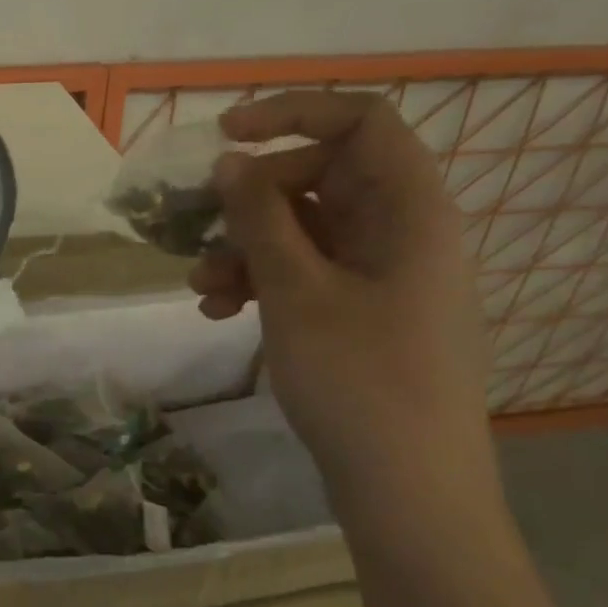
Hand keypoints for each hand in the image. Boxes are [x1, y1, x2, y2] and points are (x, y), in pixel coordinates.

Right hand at [189, 91, 489, 490]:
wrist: (409, 493)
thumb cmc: (360, 381)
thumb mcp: (296, 291)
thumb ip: (260, 217)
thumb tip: (230, 162)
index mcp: (409, 210)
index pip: (360, 121)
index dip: (292, 113)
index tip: (226, 136)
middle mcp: (401, 231)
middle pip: (319, 177)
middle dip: (250, 199)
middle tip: (197, 225)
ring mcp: (382, 274)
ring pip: (304, 229)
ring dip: (245, 247)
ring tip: (201, 287)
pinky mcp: (362, 311)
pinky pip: (306, 271)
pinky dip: (262, 281)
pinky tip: (220, 311)